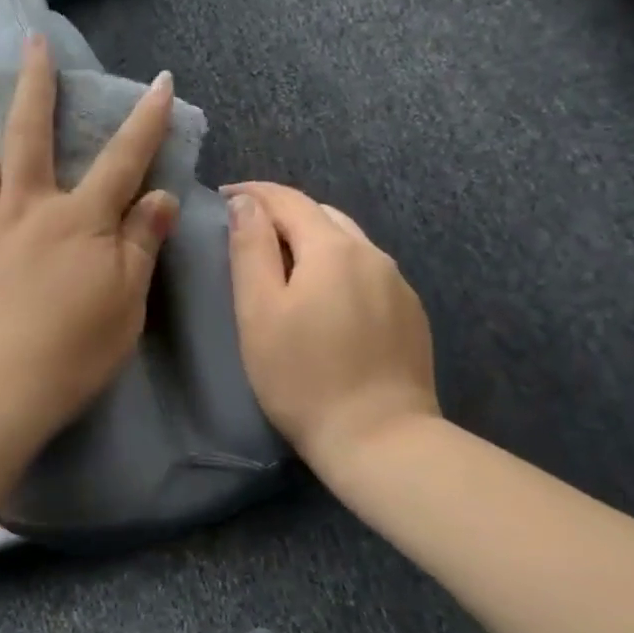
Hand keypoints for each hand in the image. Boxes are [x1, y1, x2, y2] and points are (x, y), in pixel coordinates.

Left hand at [0, 36, 180, 443]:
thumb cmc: (68, 353)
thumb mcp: (124, 305)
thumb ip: (141, 245)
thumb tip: (160, 197)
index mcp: (81, 220)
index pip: (123, 159)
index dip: (146, 120)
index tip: (160, 83)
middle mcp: (30, 205)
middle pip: (32, 131)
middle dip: (37, 82)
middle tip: (31, 42)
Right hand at [226, 182, 439, 474]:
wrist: (380, 439)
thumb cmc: (303, 376)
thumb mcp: (259, 310)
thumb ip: (250, 249)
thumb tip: (246, 203)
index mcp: (333, 247)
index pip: (288, 199)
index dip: (253, 193)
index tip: (222, 197)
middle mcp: (372, 254)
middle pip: (321, 215)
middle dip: (282, 215)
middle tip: (247, 234)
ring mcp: (397, 284)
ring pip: (348, 243)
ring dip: (312, 242)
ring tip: (283, 266)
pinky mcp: (410, 314)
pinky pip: (367, 273)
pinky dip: (338, 269)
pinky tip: (325, 300)